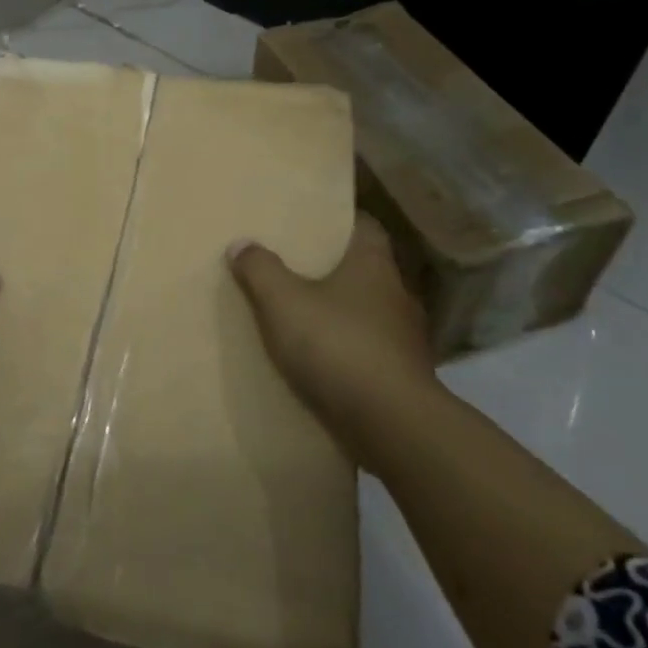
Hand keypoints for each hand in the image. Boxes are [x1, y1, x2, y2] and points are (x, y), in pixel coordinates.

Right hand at [228, 215, 435, 448]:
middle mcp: (397, 294)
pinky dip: (351, 352)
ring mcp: (406, 338)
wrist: (393, 426)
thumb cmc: (338, 346)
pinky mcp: (405, 378)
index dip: (342, 221)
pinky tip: (324, 362)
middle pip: (367, 270)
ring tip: (306, 316)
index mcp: (374, 265)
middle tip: (298, 266)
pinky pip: (372, 352)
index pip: (366, 226)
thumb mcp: (283, 302)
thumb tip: (241, 243)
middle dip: (336, 268)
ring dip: (344, 314)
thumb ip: (260, 269)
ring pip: (370, 313)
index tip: (315, 221)